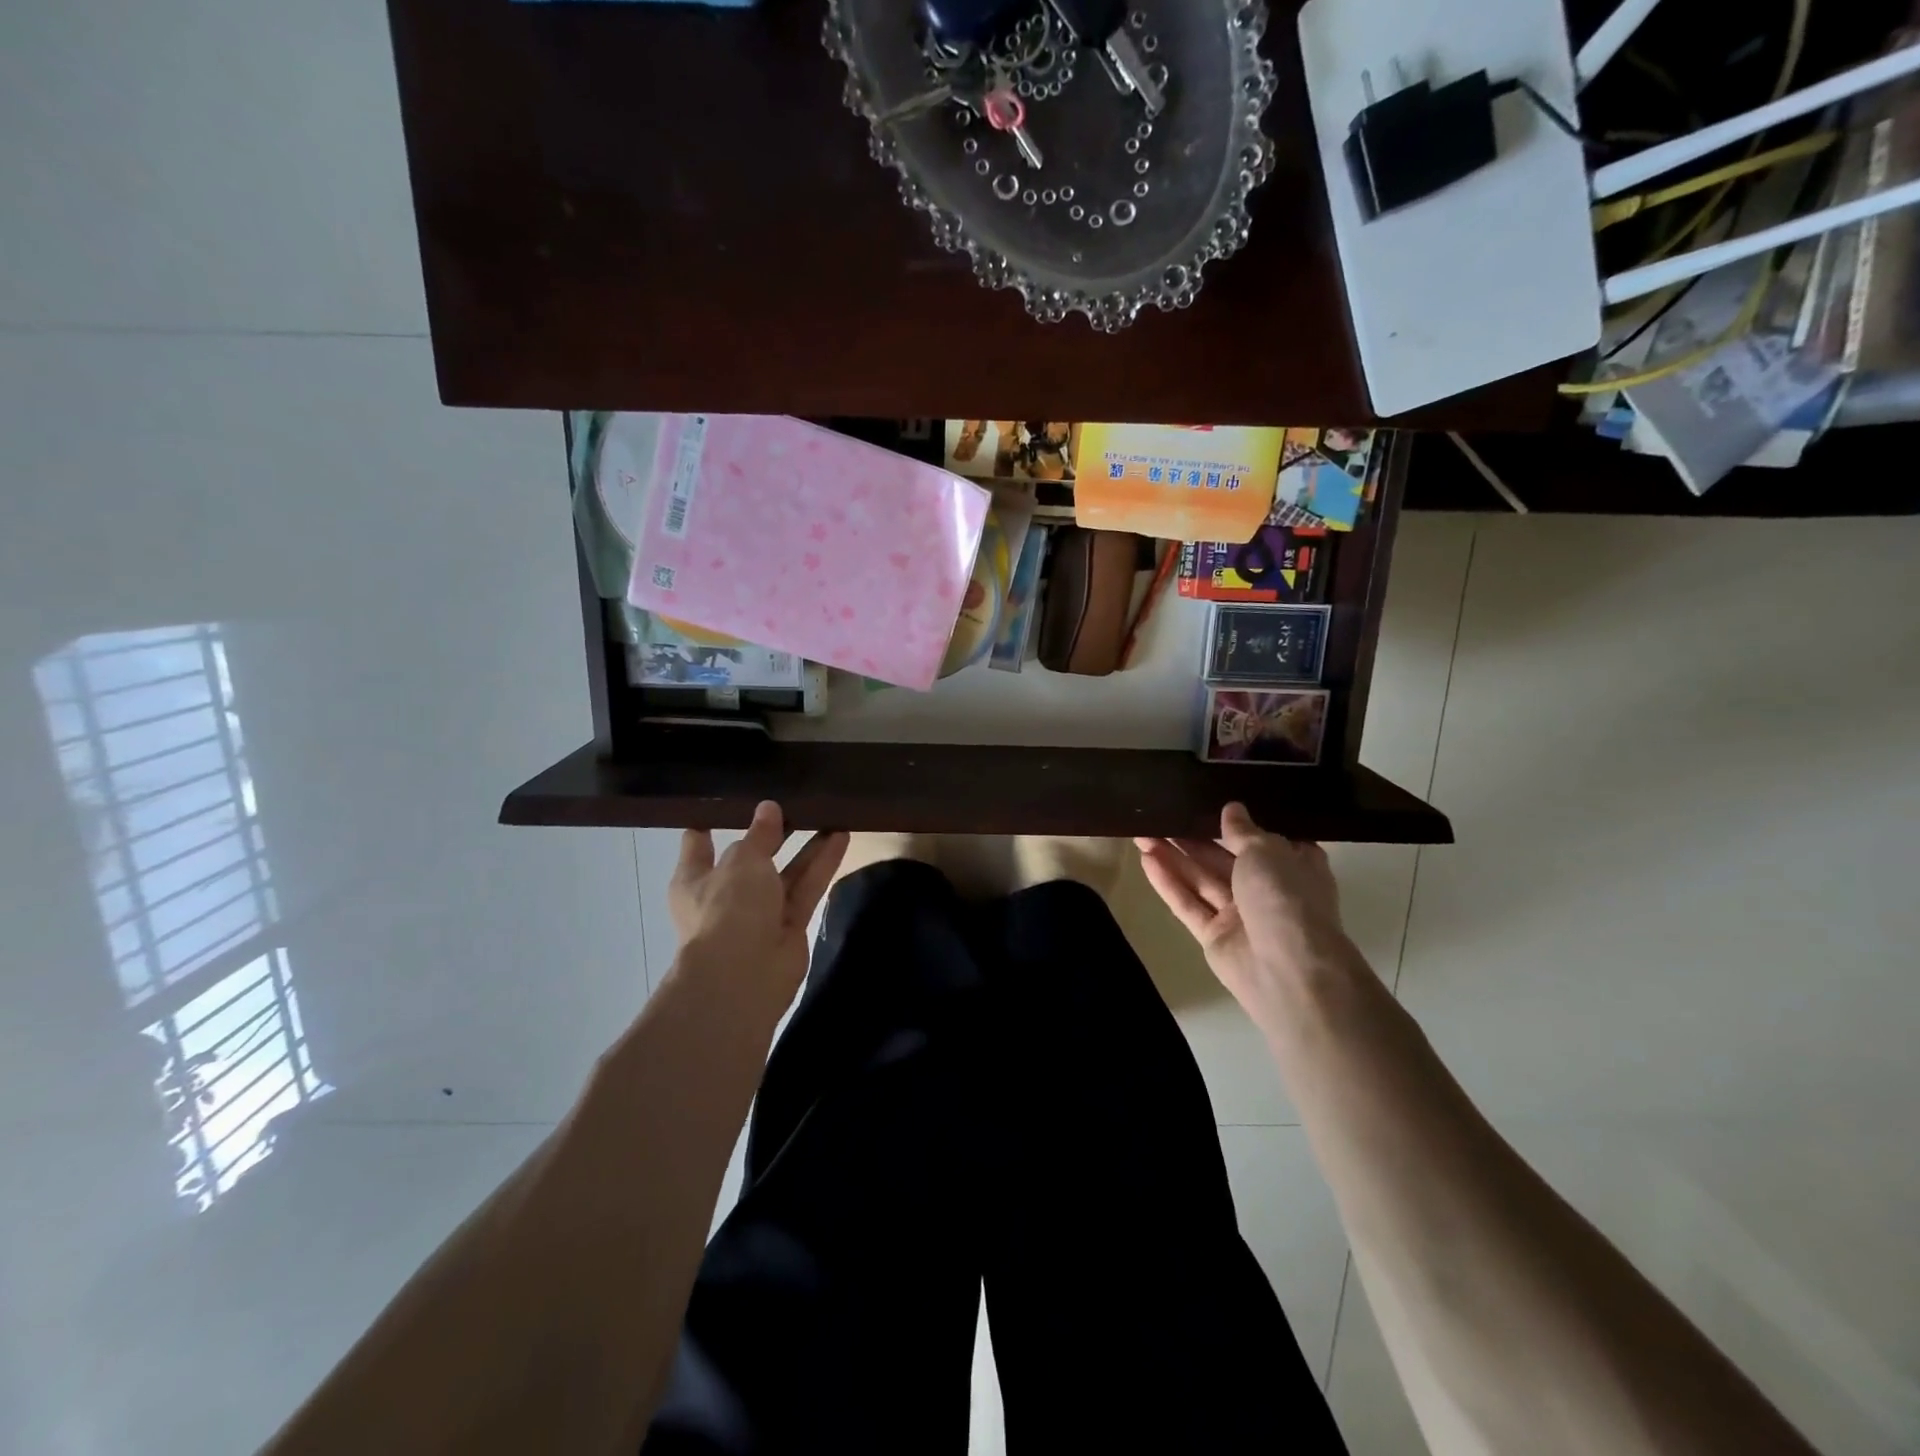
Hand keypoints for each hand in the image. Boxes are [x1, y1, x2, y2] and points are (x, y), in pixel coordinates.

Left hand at [669, 802, 848, 1005]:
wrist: (744, 975)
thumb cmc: (728, 908)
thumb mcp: (743, 860)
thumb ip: (759, 834)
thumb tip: (768, 808)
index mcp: (695, 879)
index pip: (698, 844)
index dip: (711, 822)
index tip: (728, 800)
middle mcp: (725, 895)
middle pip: (751, 857)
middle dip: (772, 834)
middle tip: (795, 802)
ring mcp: (758, 913)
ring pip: (786, 872)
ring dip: (807, 847)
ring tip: (830, 815)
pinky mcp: (789, 926)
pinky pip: (806, 889)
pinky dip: (822, 865)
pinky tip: (841, 837)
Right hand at [1136, 803, 1355, 1016]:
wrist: (1288, 970)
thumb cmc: (1286, 898)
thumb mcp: (1266, 851)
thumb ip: (1242, 830)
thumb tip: (1232, 809)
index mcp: (1293, 866)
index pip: (1262, 839)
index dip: (1235, 822)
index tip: (1206, 801)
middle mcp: (1268, 889)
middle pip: (1223, 857)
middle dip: (1192, 838)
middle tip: (1159, 815)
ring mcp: (1240, 915)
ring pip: (1201, 879)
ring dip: (1173, 857)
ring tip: (1141, 833)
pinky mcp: (1214, 936)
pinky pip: (1189, 904)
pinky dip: (1169, 883)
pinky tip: (1146, 860)